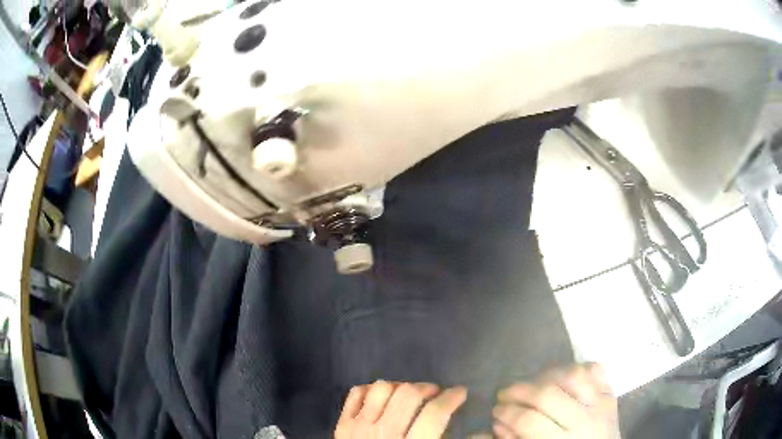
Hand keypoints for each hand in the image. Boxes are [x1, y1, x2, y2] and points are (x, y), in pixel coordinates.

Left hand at [335, 380, 467, 438]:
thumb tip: (482, 432)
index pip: (435, 413)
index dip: (453, 397)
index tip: (461, 392)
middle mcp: (384, 433)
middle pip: (408, 395)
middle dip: (428, 388)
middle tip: (436, 393)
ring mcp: (358, 427)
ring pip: (382, 389)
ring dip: (400, 387)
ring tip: (410, 395)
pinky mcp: (342, 425)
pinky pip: (356, 393)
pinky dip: (371, 390)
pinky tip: (383, 398)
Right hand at [492, 364, 619, 438]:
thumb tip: (497, 422)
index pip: (529, 420)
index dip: (507, 412)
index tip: (495, 410)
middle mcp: (584, 421)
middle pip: (548, 395)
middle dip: (520, 391)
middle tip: (505, 393)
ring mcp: (601, 403)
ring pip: (573, 375)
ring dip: (547, 375)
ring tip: (533, 382)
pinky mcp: (610, 393)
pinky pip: (595, 370)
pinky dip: (577, 367)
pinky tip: (562, 376)